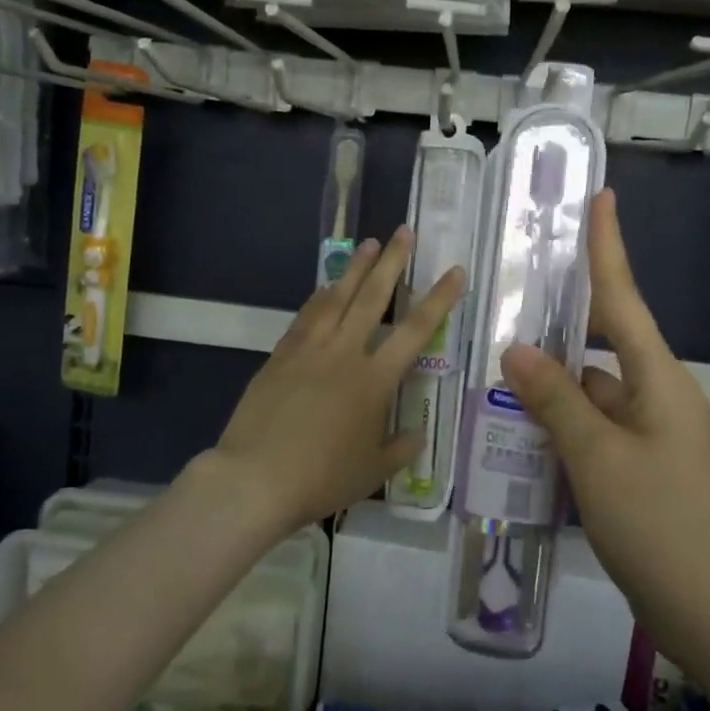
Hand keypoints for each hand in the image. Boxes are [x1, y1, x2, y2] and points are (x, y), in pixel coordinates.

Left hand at [205, 227, 464, 536]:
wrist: (254, 478)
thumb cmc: (320, 478)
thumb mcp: (371, 472)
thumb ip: (399, 449)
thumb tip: (417, 436)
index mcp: (374, 380)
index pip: (416, 330)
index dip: (440, 298)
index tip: (454, 271)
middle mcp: (345, 353)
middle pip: (373, 298)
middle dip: (392, 262)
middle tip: (403, 231)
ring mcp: (309, 350)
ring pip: (337, 298)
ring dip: (355, 268)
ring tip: (368, 243)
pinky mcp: (281, 355)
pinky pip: (306, 316)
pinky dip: (319, 297)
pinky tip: (325, 286)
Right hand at [501, 190, 709, 655]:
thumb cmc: (662, 526)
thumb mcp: (597, 459)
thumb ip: (555, 401)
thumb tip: (515, 350)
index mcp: (656, 378)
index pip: (623, 296)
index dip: (608, 245)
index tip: (601, 197)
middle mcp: (654, 395)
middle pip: (600, 341)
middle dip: (559, 319)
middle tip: (510, 294)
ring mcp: (647, 434)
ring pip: (589, 390)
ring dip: (550, 383)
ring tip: (492, 367)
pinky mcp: (638, 469)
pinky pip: (591, 428)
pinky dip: (559, 423)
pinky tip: (518, 430)